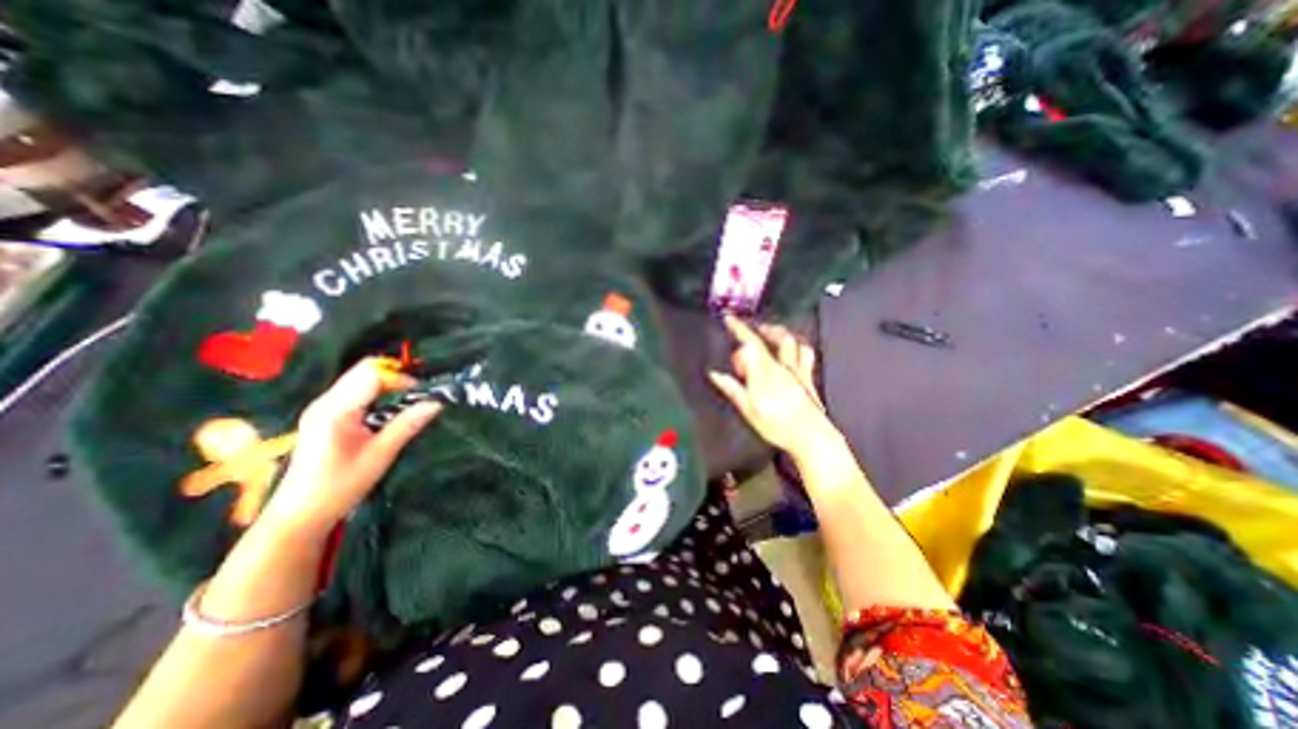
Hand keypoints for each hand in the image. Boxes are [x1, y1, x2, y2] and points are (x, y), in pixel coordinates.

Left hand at [258, 355, 444, 535]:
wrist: (299, 515)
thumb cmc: (340, 486)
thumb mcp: (381, 454)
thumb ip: (408, 424)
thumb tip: (437, 403)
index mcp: (335, 409)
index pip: (371, 374)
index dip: (400, 378)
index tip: (422, 395)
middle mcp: (326, 402)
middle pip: (364, 371)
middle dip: (395, 379)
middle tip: (419, 396)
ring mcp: (322, 408)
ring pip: (360, 380)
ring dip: (387, 386)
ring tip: (408, 404)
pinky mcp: (325, 416)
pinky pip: (355, 393)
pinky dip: (376, 395)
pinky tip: (388, 412)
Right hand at [709, 312, 829, 452]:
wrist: (811, 437)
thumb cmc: (777, 425)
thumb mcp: (748, 408)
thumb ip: (732, 388)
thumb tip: (715, 374)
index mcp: (767, 372)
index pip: (751, 343)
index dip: (739, 328)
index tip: (730, 319)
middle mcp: (784, 368)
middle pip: (777, 338)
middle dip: (764, 328)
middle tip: (754, 326)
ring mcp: (799, 373)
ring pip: (794, 343)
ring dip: (783, 333)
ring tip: (774, 331)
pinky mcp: (809, 381)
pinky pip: (807, 356)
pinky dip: (800, 348)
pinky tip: (797, 350)